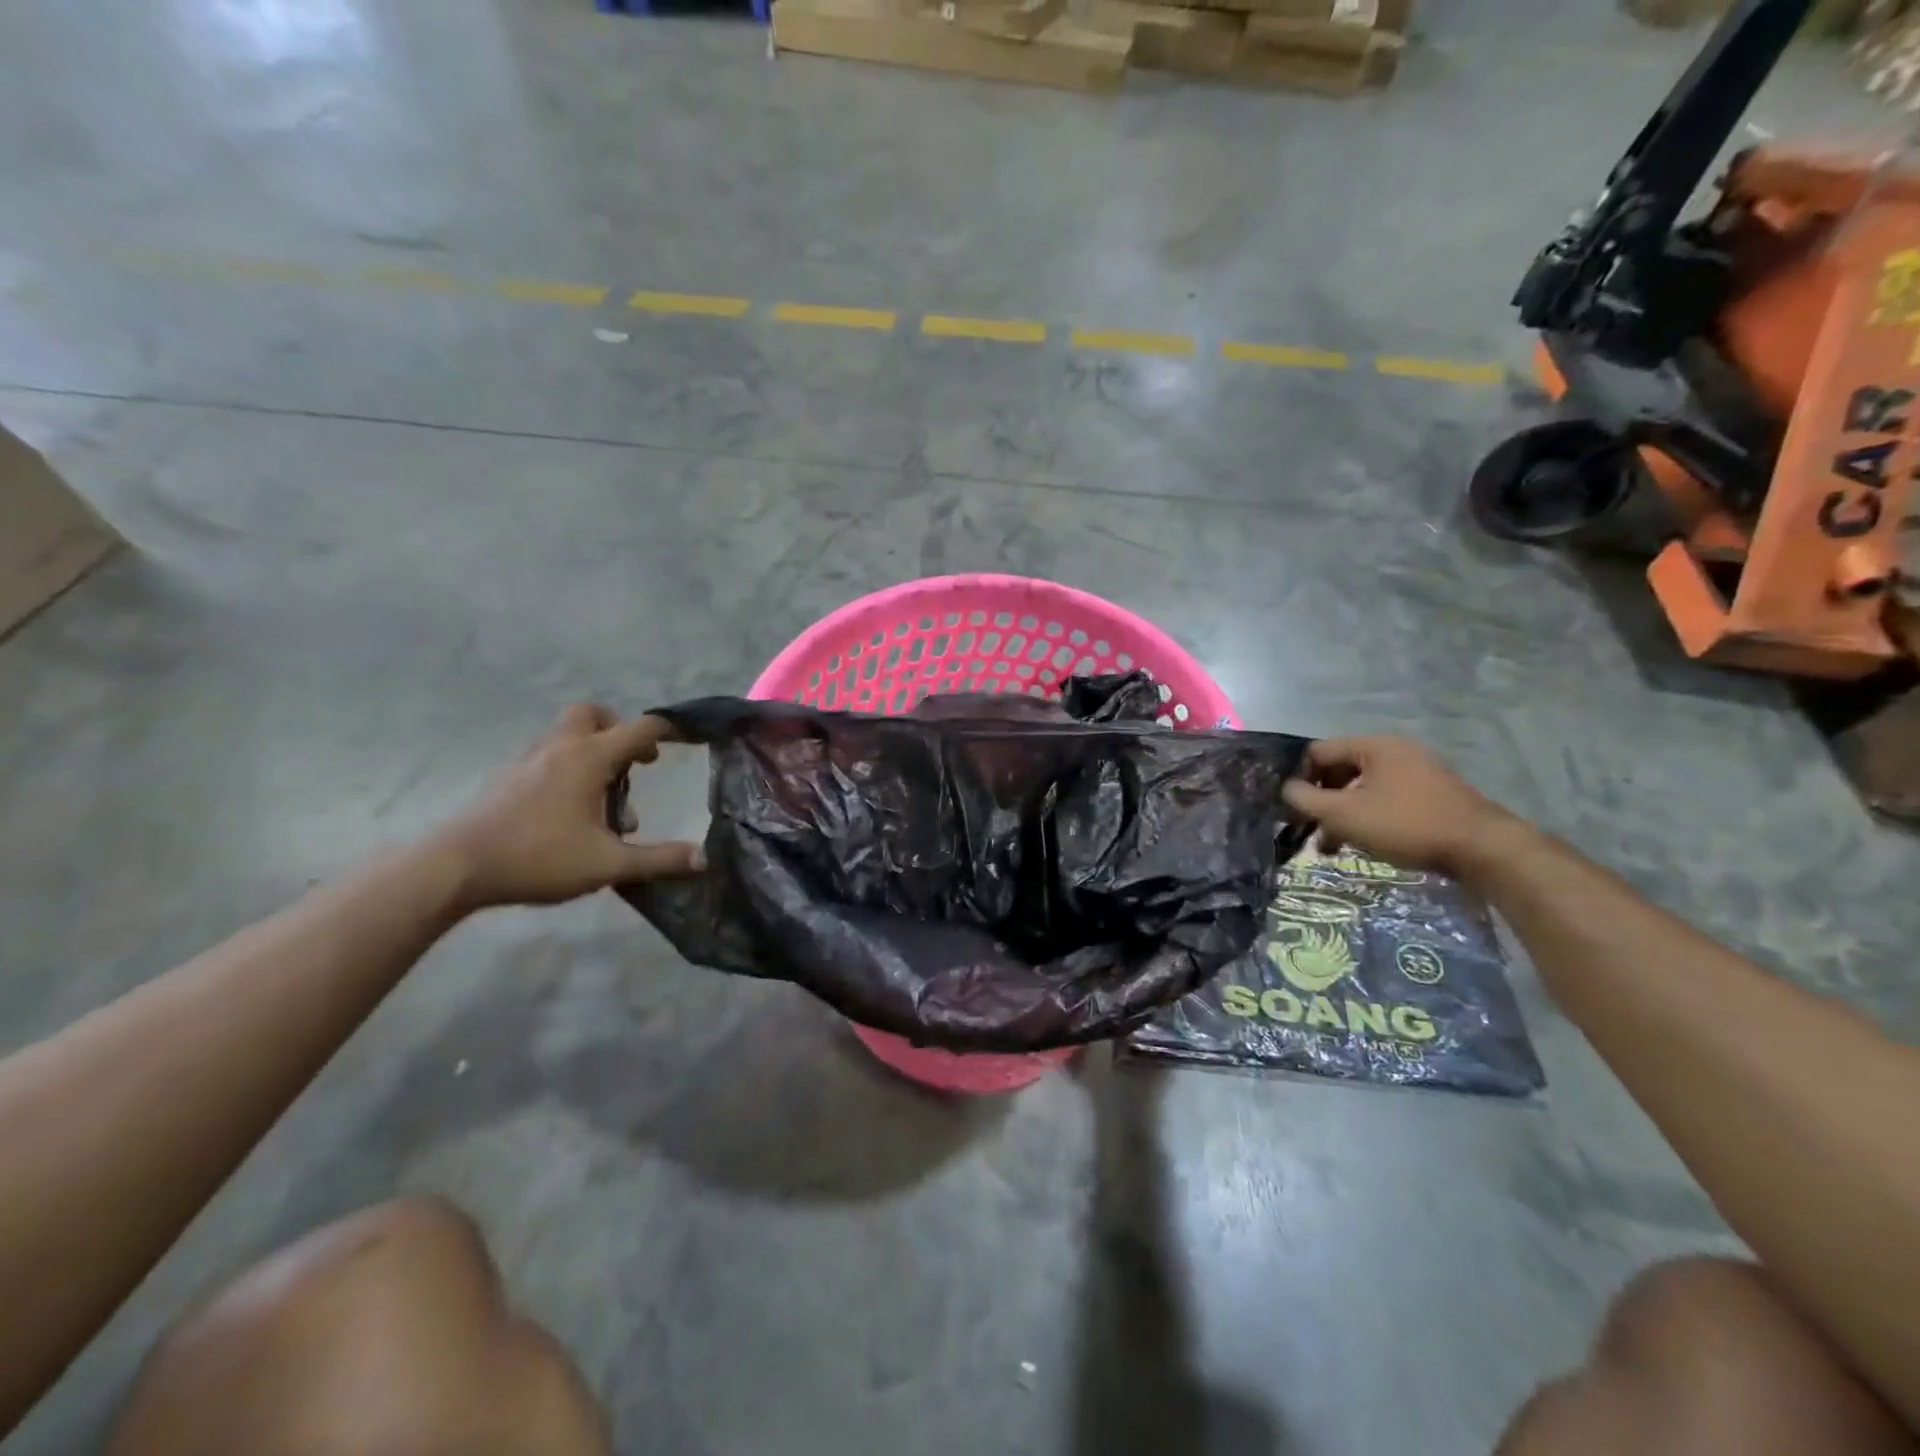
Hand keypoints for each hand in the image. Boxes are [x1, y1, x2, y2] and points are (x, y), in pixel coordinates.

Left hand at [438, 705, 703, 909]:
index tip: (684, 738)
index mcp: (589, 758)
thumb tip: (703, 859)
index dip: (665, 731)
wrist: (455, 867)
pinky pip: (547, 755)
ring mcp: (528, 760)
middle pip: (592, 714)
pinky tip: (569, 809)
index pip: (639, 729)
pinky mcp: (507, 778)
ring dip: (592, 751)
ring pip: (567, 734)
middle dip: (617, 730)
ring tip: (603, 798)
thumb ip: (658, 859)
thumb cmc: (538, 858)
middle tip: (631, 764)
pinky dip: (566, 767)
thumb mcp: (608, 864)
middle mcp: (560, 748)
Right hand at [1280, 736, 1519, 878]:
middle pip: (1341, 769)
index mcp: (1374, 746)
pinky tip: (1363, 843)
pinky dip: (1368, 817)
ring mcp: (1418, 772)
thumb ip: (1306, 800)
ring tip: (1332, 846)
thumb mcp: (1344, 814)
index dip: (1299, 778)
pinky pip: (1386, 798)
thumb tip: (1287, 789)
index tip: (1292, 808)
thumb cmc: (1405, 824)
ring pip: (1363, 788)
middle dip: (1321, 800)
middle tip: (1309, 829)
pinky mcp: (1432, 795)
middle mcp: (1396, 751)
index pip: (1318, 752)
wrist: (1482, 849)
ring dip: (1342, 814)